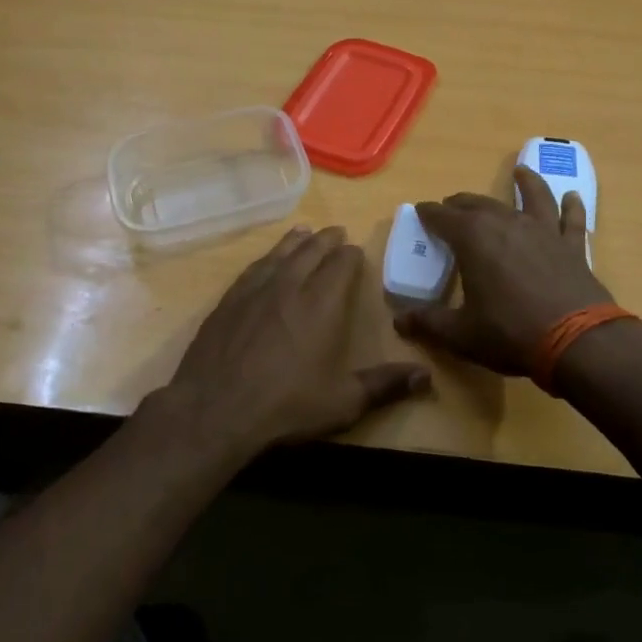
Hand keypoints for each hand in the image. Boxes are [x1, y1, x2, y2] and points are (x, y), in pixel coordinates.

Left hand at [162, 226, 431, 456]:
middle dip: (326, 241)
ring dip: (294, 242)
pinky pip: (252, 269)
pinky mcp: (228, 302)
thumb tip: (426, 377)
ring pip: (279, 255)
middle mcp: (289, 287)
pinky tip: (265, 261)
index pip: (340, 266)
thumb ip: (384, 386)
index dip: (350, 255)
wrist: (215, 409)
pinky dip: (265, 258)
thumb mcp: (343, 402)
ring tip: (304, 232)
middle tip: (336, 232)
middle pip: (310, 252)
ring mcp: (254, 291)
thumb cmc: (286, 405)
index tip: (356, 250)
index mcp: (321, 304)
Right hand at [394, 167, 611, 375]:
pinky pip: (571, 219)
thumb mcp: (460, 334)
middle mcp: (507, 223)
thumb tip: (399, 321)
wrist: (577, 342)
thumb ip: (428, 323)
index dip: (429, 213)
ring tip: (520, 172)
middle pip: (480, 204)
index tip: (420, 211)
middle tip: (451, 205)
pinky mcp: (572, 246)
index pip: (443, 217)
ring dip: (525, 183)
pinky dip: (571, 206)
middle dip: (462, 203)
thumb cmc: (510, 333)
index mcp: (474, 238)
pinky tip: (572, 196)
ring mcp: (543, 231)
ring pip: (532, 197)